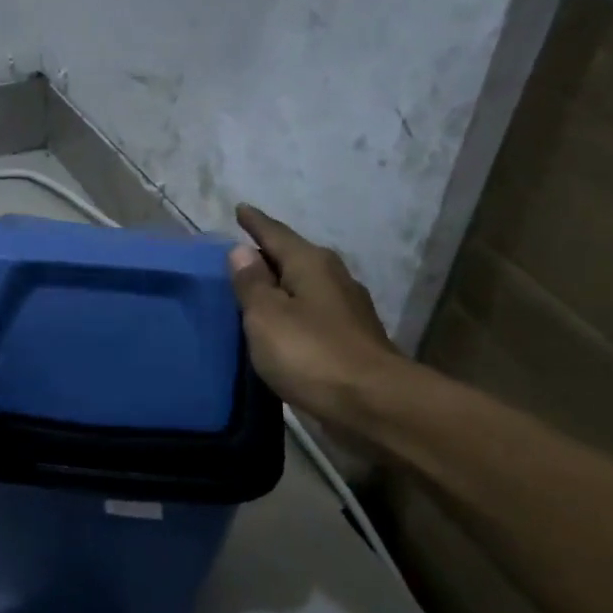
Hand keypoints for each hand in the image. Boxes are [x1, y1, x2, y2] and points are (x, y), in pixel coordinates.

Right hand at [228, 204, 403, 433]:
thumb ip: (251, 284)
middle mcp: (333, 278)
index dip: (255, 223)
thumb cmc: (311, 354)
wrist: (372, 404)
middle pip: (294, 258)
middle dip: (268, 255)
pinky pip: (312, 315)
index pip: (276, 234)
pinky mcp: (351, 340)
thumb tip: (241, 251)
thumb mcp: (266, 316)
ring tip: (255, 291)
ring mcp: (347, 310)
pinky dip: (292, 314)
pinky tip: (280, 327)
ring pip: (305, 287)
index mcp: (311, 264)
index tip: (240, 209)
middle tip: (240, 254)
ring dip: (281, 287)